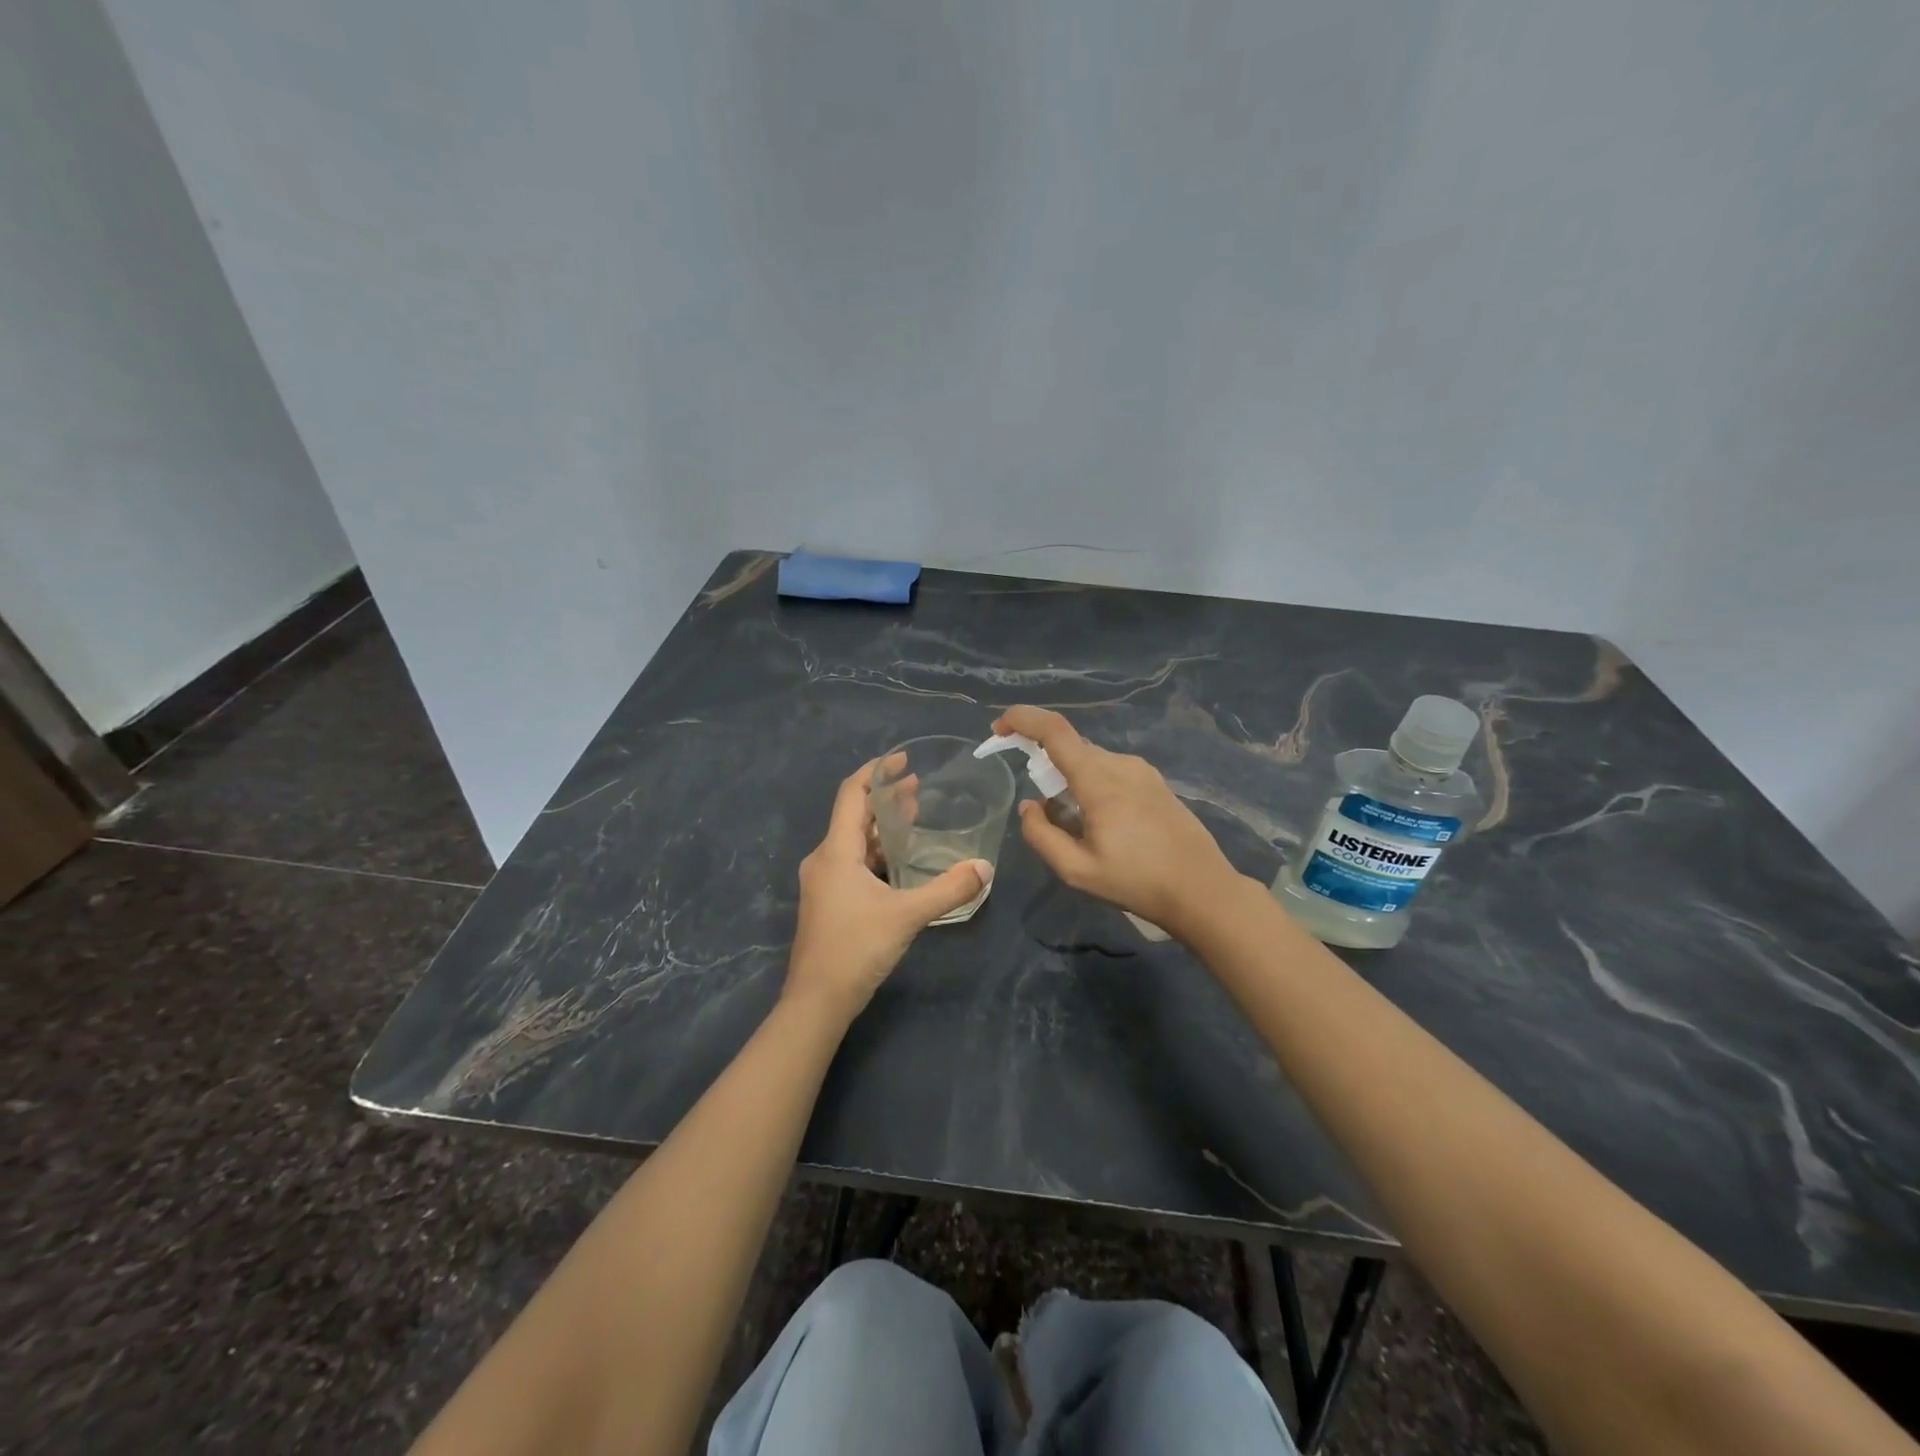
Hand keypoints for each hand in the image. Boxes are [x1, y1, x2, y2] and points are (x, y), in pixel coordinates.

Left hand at [785, 759, 991, 1024]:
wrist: (817, 1001)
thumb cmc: (856, 948)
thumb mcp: (907, 916)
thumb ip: (948, 889)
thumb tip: (985, 868)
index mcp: (836, 852)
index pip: (851, 794)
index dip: (876, 771)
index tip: (903, 759)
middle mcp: (824, 860)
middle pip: (853, 815)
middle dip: (885, 798)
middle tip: (919, 788)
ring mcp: (823, 882)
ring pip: (853, 841)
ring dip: (882, 826)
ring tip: (914, 817)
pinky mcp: (828, 901)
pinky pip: (853, 862)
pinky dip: (876, 852)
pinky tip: (901, 860)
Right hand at [994, 706, 1239, 940]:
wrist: (1202, 889)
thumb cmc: (1137, 882)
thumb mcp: (1077, 871)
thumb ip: (1042, 835)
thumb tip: (1030, 806)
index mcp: (1099, 780)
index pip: (1054, 730)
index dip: (1022, 719)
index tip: (998, 728)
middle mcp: (1120, 764)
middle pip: (1070, 746)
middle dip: (1043, 761)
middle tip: (1038, 804)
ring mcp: (1142, 771)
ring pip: (1091, 759)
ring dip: (1069, 777)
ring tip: (1072, 824)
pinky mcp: (1154, 782)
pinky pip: (1110, 771)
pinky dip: (1090, 783)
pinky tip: (1099, 822)